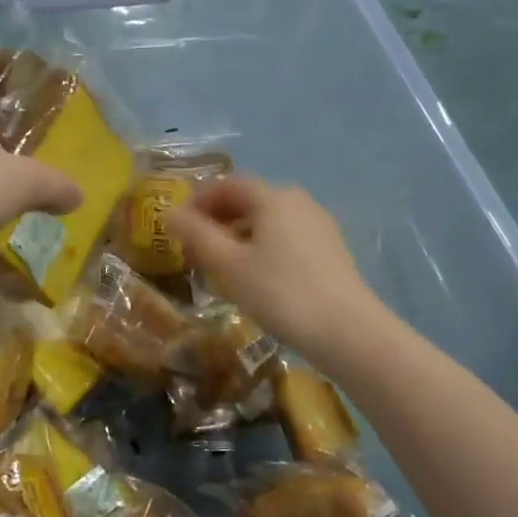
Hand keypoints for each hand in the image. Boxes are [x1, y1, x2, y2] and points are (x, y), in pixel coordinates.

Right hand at [165, 177, 380, 359]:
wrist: (348, 332)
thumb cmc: (281, 293)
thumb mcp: (229, 265)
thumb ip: (197, 235)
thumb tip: (169, 213)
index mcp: (273, 197)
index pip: (226, 184)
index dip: (197, 201)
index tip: (177, 227)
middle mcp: (298, 201)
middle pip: (248, 200)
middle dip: (216, 219)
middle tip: (193, 249)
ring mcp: (318, 225)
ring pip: (267, 221)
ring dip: (237, 235)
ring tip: (219, 266)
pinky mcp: (329, 250)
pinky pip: (285, 237)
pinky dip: (261, 247)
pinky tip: (254, 278)